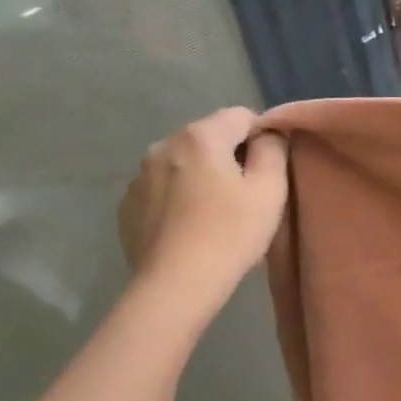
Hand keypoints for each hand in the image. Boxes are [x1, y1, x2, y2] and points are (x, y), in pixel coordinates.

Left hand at [117, 108, 288, 312]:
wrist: (176, 285)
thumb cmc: (231, 232)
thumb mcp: (270, 189)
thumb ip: (273, 150)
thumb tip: (268, 134)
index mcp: (200, 136)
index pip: (240, 115)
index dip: (261, 136)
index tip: (270, 168)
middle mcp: (163, 145)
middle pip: (208, 138)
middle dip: (229, 156)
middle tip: (247, 193)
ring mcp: (138, 176)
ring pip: (183, 163)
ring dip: (201, 176)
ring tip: (216, 212)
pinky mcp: (127, 205)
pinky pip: (162, 188)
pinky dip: (179, 197)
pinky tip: (191, 226)